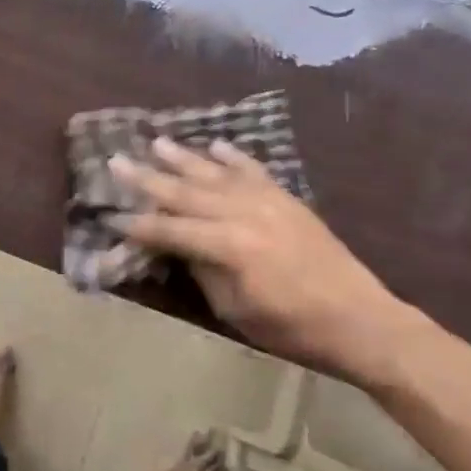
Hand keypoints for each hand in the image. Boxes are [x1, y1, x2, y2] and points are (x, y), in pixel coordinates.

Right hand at [109, 137, 410, 389]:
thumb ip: (204, 271)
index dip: (139, 226)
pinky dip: (233, 156)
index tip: (110, 217)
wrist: (359, 318)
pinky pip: (254, 170)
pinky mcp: (287, 199)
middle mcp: (243, 213)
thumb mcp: (235, 310)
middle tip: (115, 161)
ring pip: (215, 174)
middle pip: (185, 192)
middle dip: (147, 179)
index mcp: (228, 246)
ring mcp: (268, 200)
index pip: (170, 230)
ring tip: (156, 143)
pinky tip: (216, 145)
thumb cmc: (292, 327)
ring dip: (183, 158)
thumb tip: (180, 247)